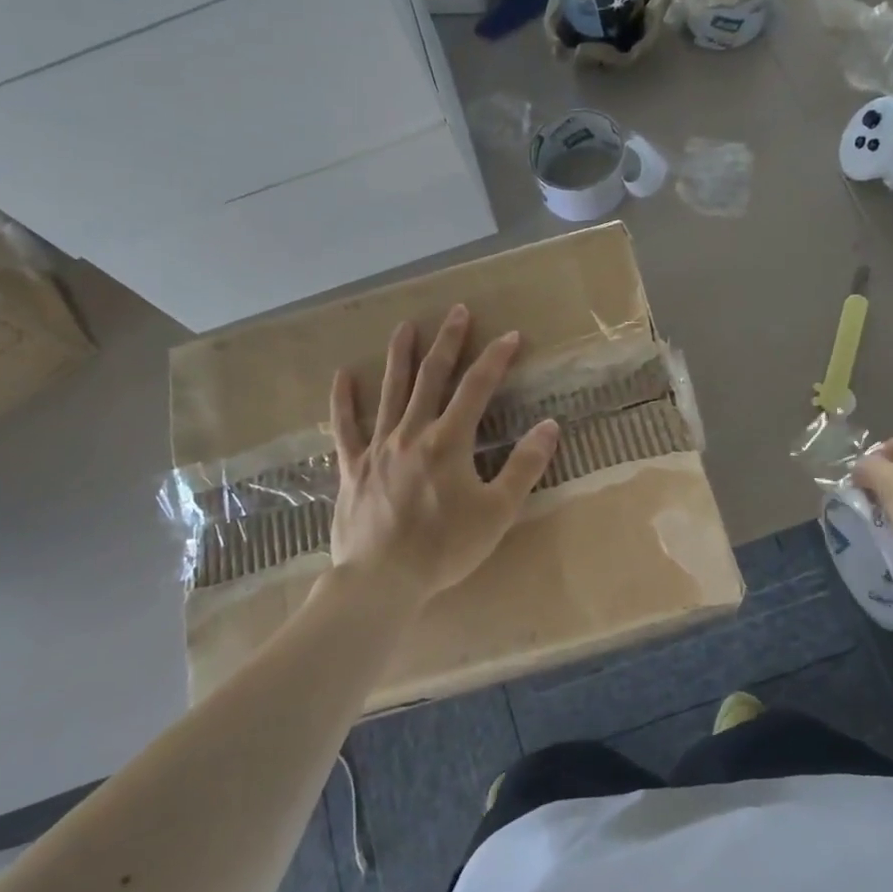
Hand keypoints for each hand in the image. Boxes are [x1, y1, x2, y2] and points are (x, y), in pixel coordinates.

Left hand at [329, 304, 558, 600]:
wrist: (382, 580)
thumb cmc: (445, 548)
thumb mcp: (498, 511)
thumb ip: (524, 466)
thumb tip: (549, 426)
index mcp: (449, 441)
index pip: (477, 388)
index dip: (496, 358)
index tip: (511, 335)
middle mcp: (412, 432)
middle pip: (432, 377)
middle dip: (448, 342)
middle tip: (457, 311)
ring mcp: (378, 447)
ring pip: (390, 391)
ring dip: (400, 356)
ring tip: (405, 326)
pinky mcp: (352, 467)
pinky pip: (346, 427)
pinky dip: (344, 400)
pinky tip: (343, 375)